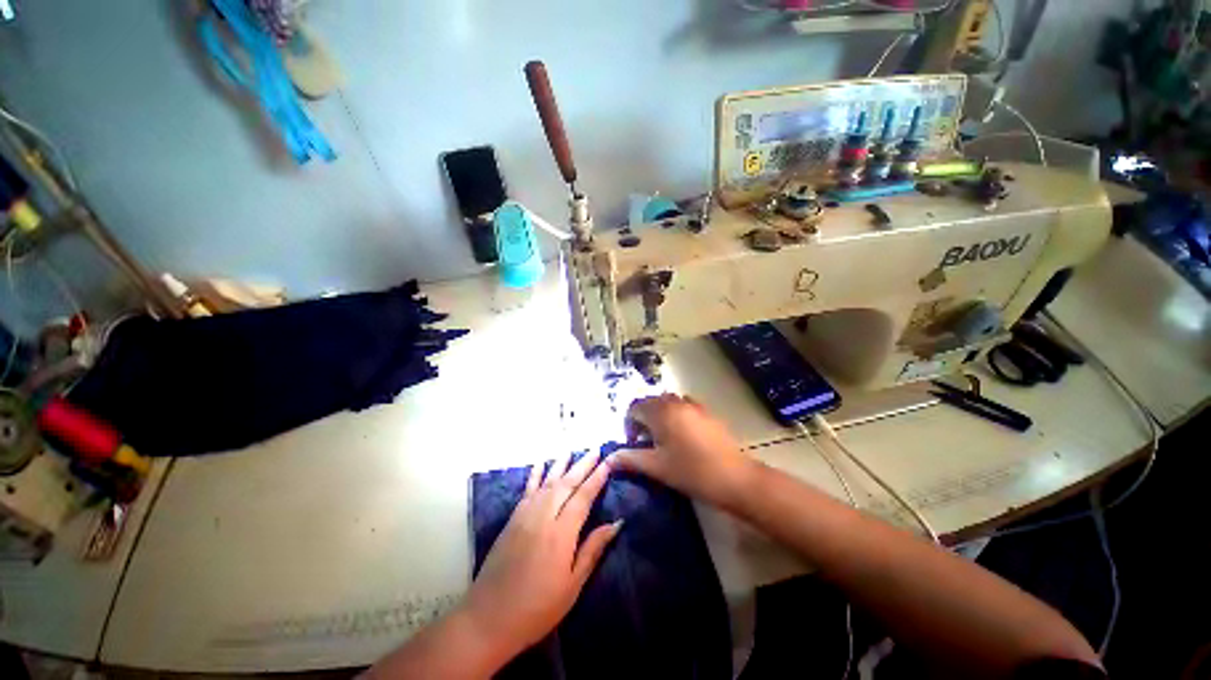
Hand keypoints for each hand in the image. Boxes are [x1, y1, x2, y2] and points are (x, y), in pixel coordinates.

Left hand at [461, 452, 620, 661]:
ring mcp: (525, 515)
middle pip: (566, 483)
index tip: (608, 462)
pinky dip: (535, 474)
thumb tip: (616, 523)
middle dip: (583, 465)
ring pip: (547, 482)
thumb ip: (593, 550)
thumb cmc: (537, 608)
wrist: (488, 619)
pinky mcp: (512, 519)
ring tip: (572, 450)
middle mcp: (543, 517)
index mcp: (561, 534)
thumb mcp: (572, 586)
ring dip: (561, 464)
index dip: (597, 478)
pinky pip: (527, 490)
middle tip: (595, 449)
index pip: (583, 497)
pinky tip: (540, 463)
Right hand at [615, 394, 757, 510]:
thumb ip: (630, 459)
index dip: (629, 425)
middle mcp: (675, 402)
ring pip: (667, 403)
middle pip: (650, 402)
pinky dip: (676, 416)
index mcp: (661, 411)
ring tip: (663, 439)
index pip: (634, 408)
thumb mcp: (656, 466)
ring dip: (659, 416)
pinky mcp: (707, 413)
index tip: (633, 444)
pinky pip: (683, 407)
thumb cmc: (691, 471)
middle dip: (643, 419)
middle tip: (646, 443)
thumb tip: (608, 458)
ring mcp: (694, 405)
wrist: (734, 477)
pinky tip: (682, 437)